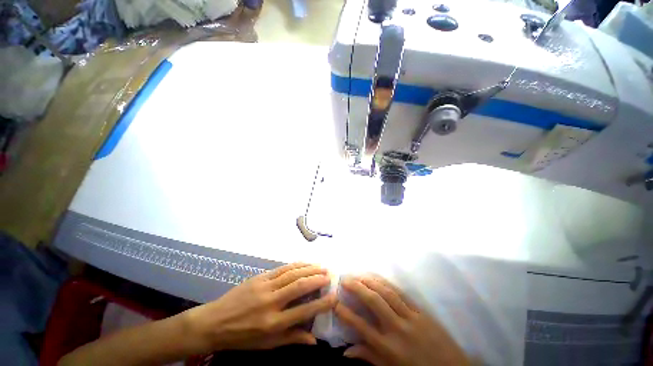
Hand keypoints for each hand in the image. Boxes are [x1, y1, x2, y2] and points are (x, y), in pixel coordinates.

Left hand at [181, 262, 335, 353]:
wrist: (214, 322)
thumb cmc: (241, 337)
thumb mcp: (266, 345)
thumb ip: (291, 339)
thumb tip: (314, 340)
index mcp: (273, 323)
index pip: (303, 311)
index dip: (321, 303)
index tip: (334, 297)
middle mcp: (271, 302)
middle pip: (299, 286)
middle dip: (317, 279)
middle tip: (329, 275)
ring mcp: (264, 286)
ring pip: (292, 273)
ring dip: (309, 269)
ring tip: (321, 267)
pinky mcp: (260, 277)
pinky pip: (282, 268)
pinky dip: (296, 265)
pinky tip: (304, 263)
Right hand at [335, 275, 469, 365]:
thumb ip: (368, 357)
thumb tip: (346, 353)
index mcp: (389, 348)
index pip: (361, 327)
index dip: (346, 314)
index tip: (335, 303)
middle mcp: (397, 329)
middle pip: (373, 302)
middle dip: (357, 288)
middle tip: (345, 279)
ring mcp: (411, 317)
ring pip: (387, 292)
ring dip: (370, 281)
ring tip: (359, 274)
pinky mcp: (421, 311)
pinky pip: (401, 293)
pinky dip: (387, 283)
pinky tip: (378, 278)